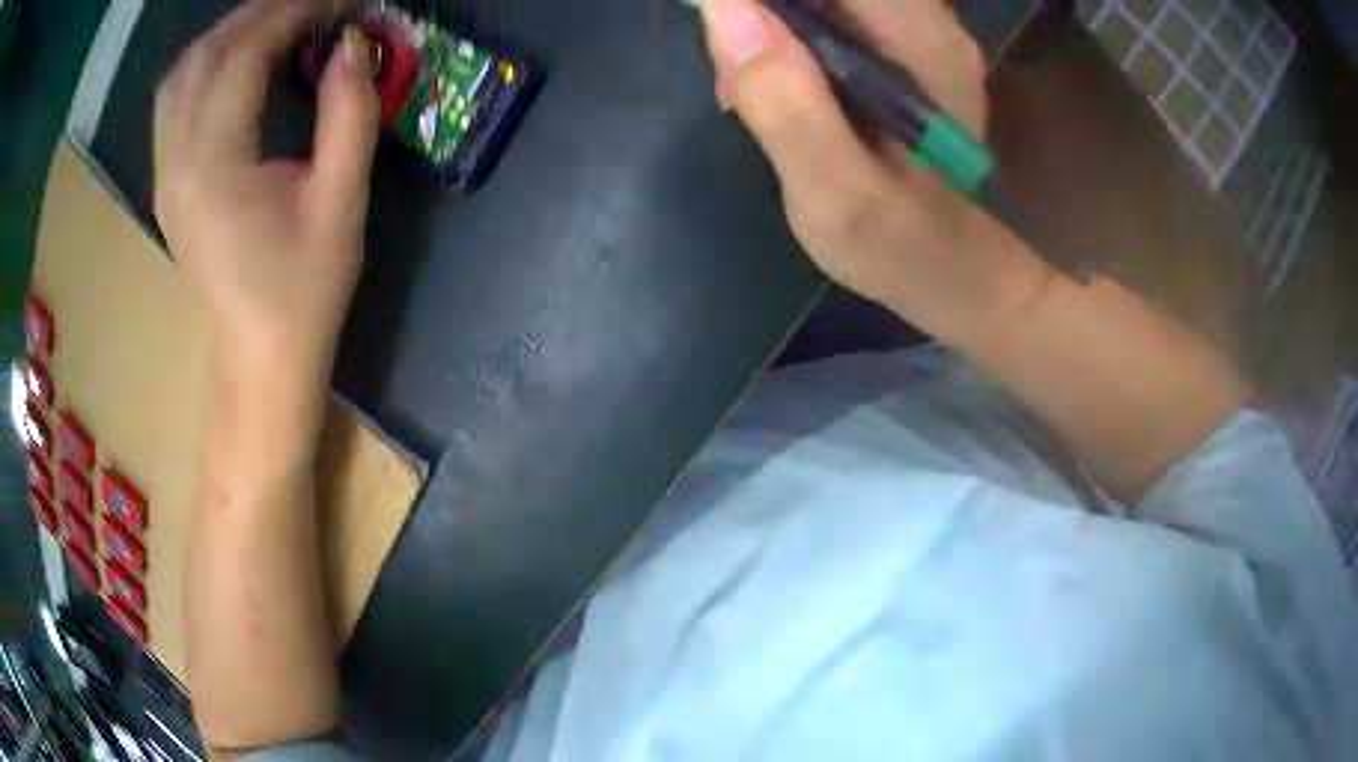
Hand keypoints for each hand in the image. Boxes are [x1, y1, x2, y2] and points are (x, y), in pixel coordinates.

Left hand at [154, 0, 378, 380]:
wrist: (257, 363)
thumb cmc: (302, 294)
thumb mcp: (340, 204)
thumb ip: (348, 113)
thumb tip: (351, 43)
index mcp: (215, 166)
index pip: (244, 55)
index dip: (294, 13)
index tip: (338, 2)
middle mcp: (176, 162)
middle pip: (205, 55)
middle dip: (260, 14)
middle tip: (313, 5)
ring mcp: (165, 174)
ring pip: (181, 75)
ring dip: (228, 34)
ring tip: (277, 23)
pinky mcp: (167, 184)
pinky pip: (174, 102)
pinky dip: (206, 65)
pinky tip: (238, 63)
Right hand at [702, 0, 1053, 350]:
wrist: (957, 270)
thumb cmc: (902, 244)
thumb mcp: (835, 191)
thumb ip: (784, 103)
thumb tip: (722, 8)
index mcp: (918, 39)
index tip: (721, 25)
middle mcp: (926, 19)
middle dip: (762, 13)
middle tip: (733, 73)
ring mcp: (917, 30)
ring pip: (821, 1)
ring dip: (769, 26)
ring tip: (746, 89)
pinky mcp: (903, 47)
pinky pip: (830, 16)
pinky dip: (787, 39)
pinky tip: (775, 87)